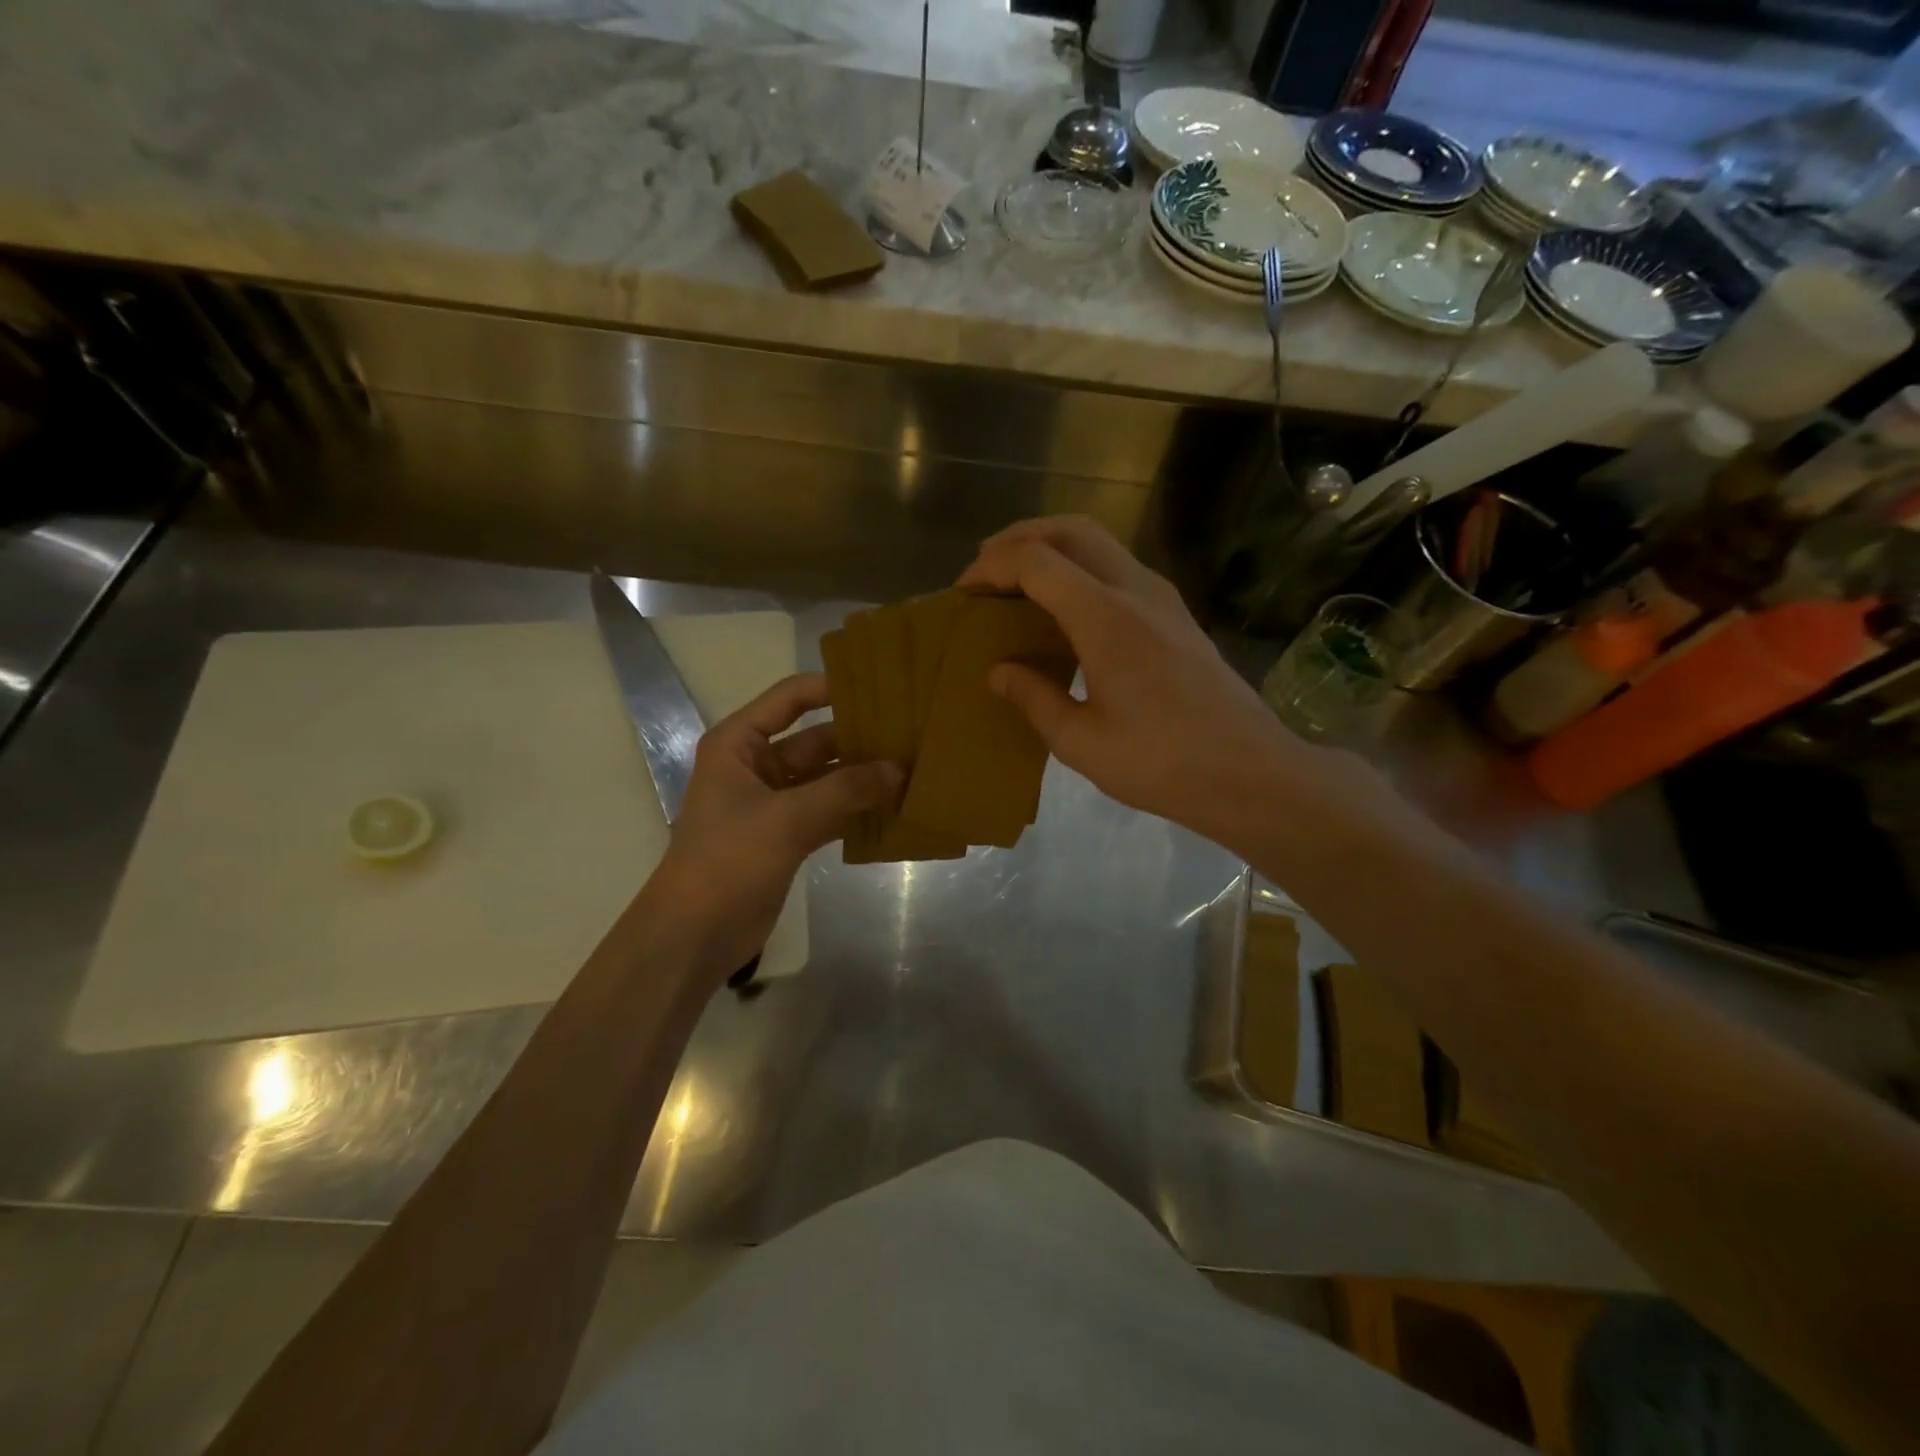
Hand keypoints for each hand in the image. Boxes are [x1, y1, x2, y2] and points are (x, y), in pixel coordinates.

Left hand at [650, 674, 898, 971]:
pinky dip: (856, 810)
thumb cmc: (728, 861)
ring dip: (863, 777)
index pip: (790, 699)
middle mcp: (756, 765)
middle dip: (859, 739)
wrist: (695, 935)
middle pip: (815, 740)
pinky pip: (829, 811)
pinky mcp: (787, 835)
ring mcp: (774, 802)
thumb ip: (846, 790)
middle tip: (912, 733)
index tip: (882, 687)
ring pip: (826, 778)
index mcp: (740, 744)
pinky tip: (895, 808)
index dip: (832, 688)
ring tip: (913, 767)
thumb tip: (900, 768)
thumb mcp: (788, 819)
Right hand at [957, 516, 1316, 849]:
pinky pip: (1118, 567)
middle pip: (1071, 529)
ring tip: (1018, 583)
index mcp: (1105, 618)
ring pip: (1099, 542)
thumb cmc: (1162, 763)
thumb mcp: (1081, 742)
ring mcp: (1163, 597)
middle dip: (1020, 537)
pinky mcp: (1177, 613)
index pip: (1036, 561)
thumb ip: (1033, 698)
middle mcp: (1136, 590)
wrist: (1250, 773)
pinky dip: (1080, 568)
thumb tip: (998, 672)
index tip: (964, 591)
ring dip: (1053, 548)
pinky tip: (1066, 609)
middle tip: (986, 569)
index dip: (992, 566)